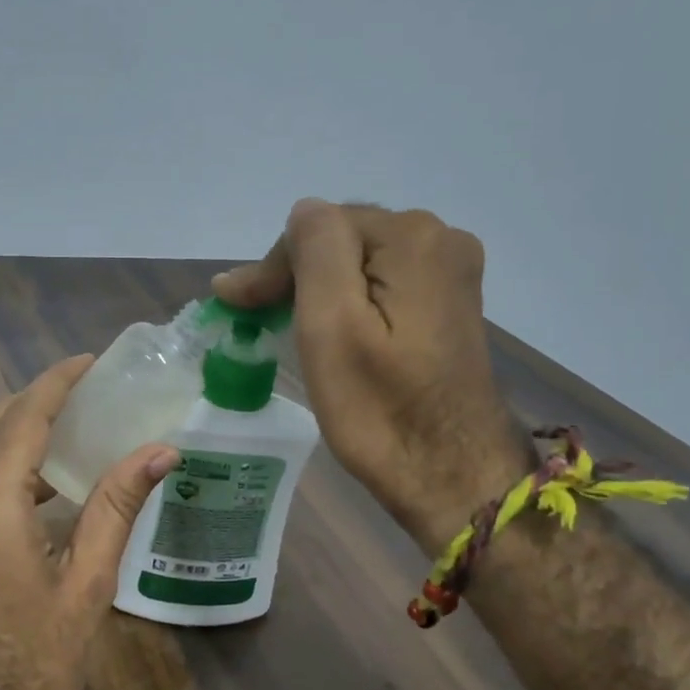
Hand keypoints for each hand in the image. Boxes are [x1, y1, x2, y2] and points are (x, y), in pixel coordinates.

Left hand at [0, 355, 177, 689]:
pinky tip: (46, 477)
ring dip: (19, 428)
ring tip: (73, 424)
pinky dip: (5, 461)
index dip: (56, 383)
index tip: (89, 361)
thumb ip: (117, 507)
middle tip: (87, 390)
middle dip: (37, 398)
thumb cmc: (38, 661)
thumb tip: (161, 451)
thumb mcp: (88, 583)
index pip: (22, 419)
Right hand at [213, 199, 525, 550]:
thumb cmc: (380, 409)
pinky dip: (350, 303)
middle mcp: (442, 239)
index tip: (238, 309)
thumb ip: (315, 250)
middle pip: (342, 240)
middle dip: (295, 275)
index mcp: (413, 238)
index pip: (319, 227)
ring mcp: (452, 273)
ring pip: (360, 264)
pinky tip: (333, 332)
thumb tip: (302, 212)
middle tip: (253, 318)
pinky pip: (384, 286)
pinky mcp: (450, 306)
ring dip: (319, 289)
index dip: (274, 267)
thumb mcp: (331, 325)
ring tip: (284, 325)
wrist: (452, 477)